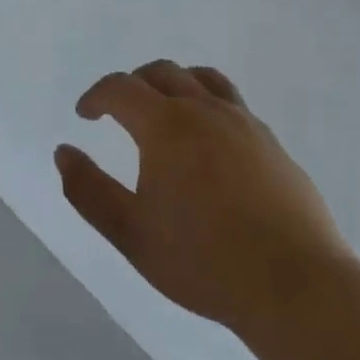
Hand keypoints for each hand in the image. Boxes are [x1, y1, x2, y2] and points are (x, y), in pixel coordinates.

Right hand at [55, 61, 351, 331]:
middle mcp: (205, 111)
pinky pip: (233, 105)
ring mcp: (245, 124)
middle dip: (133, 83)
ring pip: (204, 79)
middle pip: (163, 72)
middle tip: (119, 110)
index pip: (121, 88)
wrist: (296, 287)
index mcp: (167, 126)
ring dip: (175, 83)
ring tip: (166, 111)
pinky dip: (209, 106)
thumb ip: (89, 191)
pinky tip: (210, 144)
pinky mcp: (273, 145)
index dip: (97, 96)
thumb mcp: (131, 234)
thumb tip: (63, 153)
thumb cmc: (203, 261)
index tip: (85, 115)